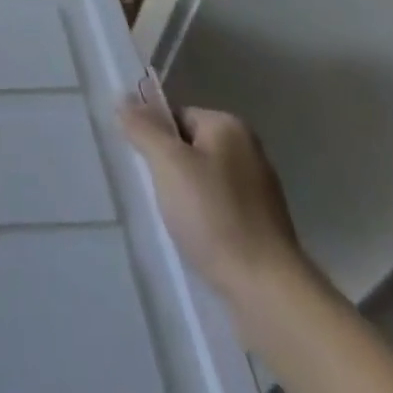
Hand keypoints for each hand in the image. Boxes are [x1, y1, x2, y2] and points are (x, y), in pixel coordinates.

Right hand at [120, 93, 310, 309]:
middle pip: (190, 147)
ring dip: (187, 197)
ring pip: (204, 180)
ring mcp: (260, 190)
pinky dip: (207, 221)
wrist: (268, 292)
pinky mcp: (265, 228)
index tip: (150, 170)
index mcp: (229, 126)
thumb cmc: (214, 216)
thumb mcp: (167, 163)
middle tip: (162, 197)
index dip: (156, 140)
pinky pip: (222, 209)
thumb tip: (124, 99)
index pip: (176, 116)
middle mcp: (250, 150)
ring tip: (180, 224)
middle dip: (171, 170)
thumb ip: (143, 127)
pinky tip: (201, 242)